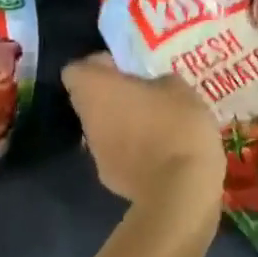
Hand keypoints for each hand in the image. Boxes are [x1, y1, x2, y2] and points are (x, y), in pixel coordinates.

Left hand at [63, 54, 223, 213]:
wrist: (179, 191)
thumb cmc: (176, 125)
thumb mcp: (179, 88)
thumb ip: (158, 81)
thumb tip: (153, 88)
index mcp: (96, 90)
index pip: (77, 69)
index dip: (101, 66)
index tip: (128, 68)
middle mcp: (87, 120)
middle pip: (91, 100)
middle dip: (116, 96)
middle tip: (149, 94)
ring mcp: (96, 153)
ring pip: (105, 128)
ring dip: (125, 124)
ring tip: (160, 124)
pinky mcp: (110, 180)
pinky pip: (119, 155)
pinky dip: (135, 151)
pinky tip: (163, 153)